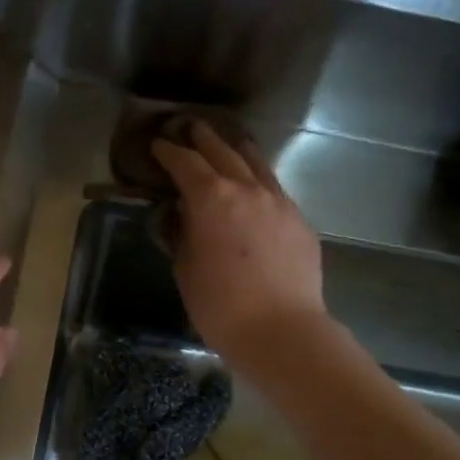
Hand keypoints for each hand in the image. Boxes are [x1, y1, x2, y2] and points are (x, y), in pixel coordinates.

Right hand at [151, 121, 327, 365]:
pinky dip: (261, 181)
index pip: (185, 163)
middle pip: (223, 152)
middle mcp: (248, 189)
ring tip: (230, 143)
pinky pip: (276, 190)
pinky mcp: (300, 222)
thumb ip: (184, 236)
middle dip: (204, 139)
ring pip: (257, 164)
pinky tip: (258, 189)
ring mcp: (280, 202)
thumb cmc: (221, 307)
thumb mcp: (186, 271)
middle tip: (191, 129)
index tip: (159, 146)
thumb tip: (185, 217)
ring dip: (238, 151)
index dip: (169, 152)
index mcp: (212, 198)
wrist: (282, 331)